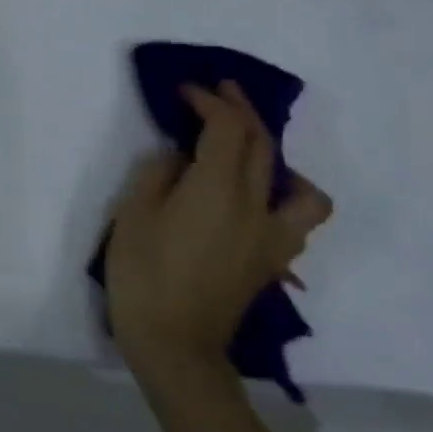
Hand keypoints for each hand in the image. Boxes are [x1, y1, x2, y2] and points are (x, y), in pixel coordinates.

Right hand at [105, 81, 330, 386]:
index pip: (226, 129)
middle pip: (262, 146)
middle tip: (218, 92)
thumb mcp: (133, 214)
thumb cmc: (142, 274)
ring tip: (252, 153)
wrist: (174, 343)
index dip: (209, 102)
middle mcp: (255, 206)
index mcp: (217, 190)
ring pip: (299, 185)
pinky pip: (296, 218)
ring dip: (278, 157)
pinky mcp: (272, 260)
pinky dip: (287, 197)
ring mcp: (272, 236)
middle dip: (241, 111)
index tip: (186, 89)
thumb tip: (180, 159)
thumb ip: (158, 175)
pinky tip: (258, 200)